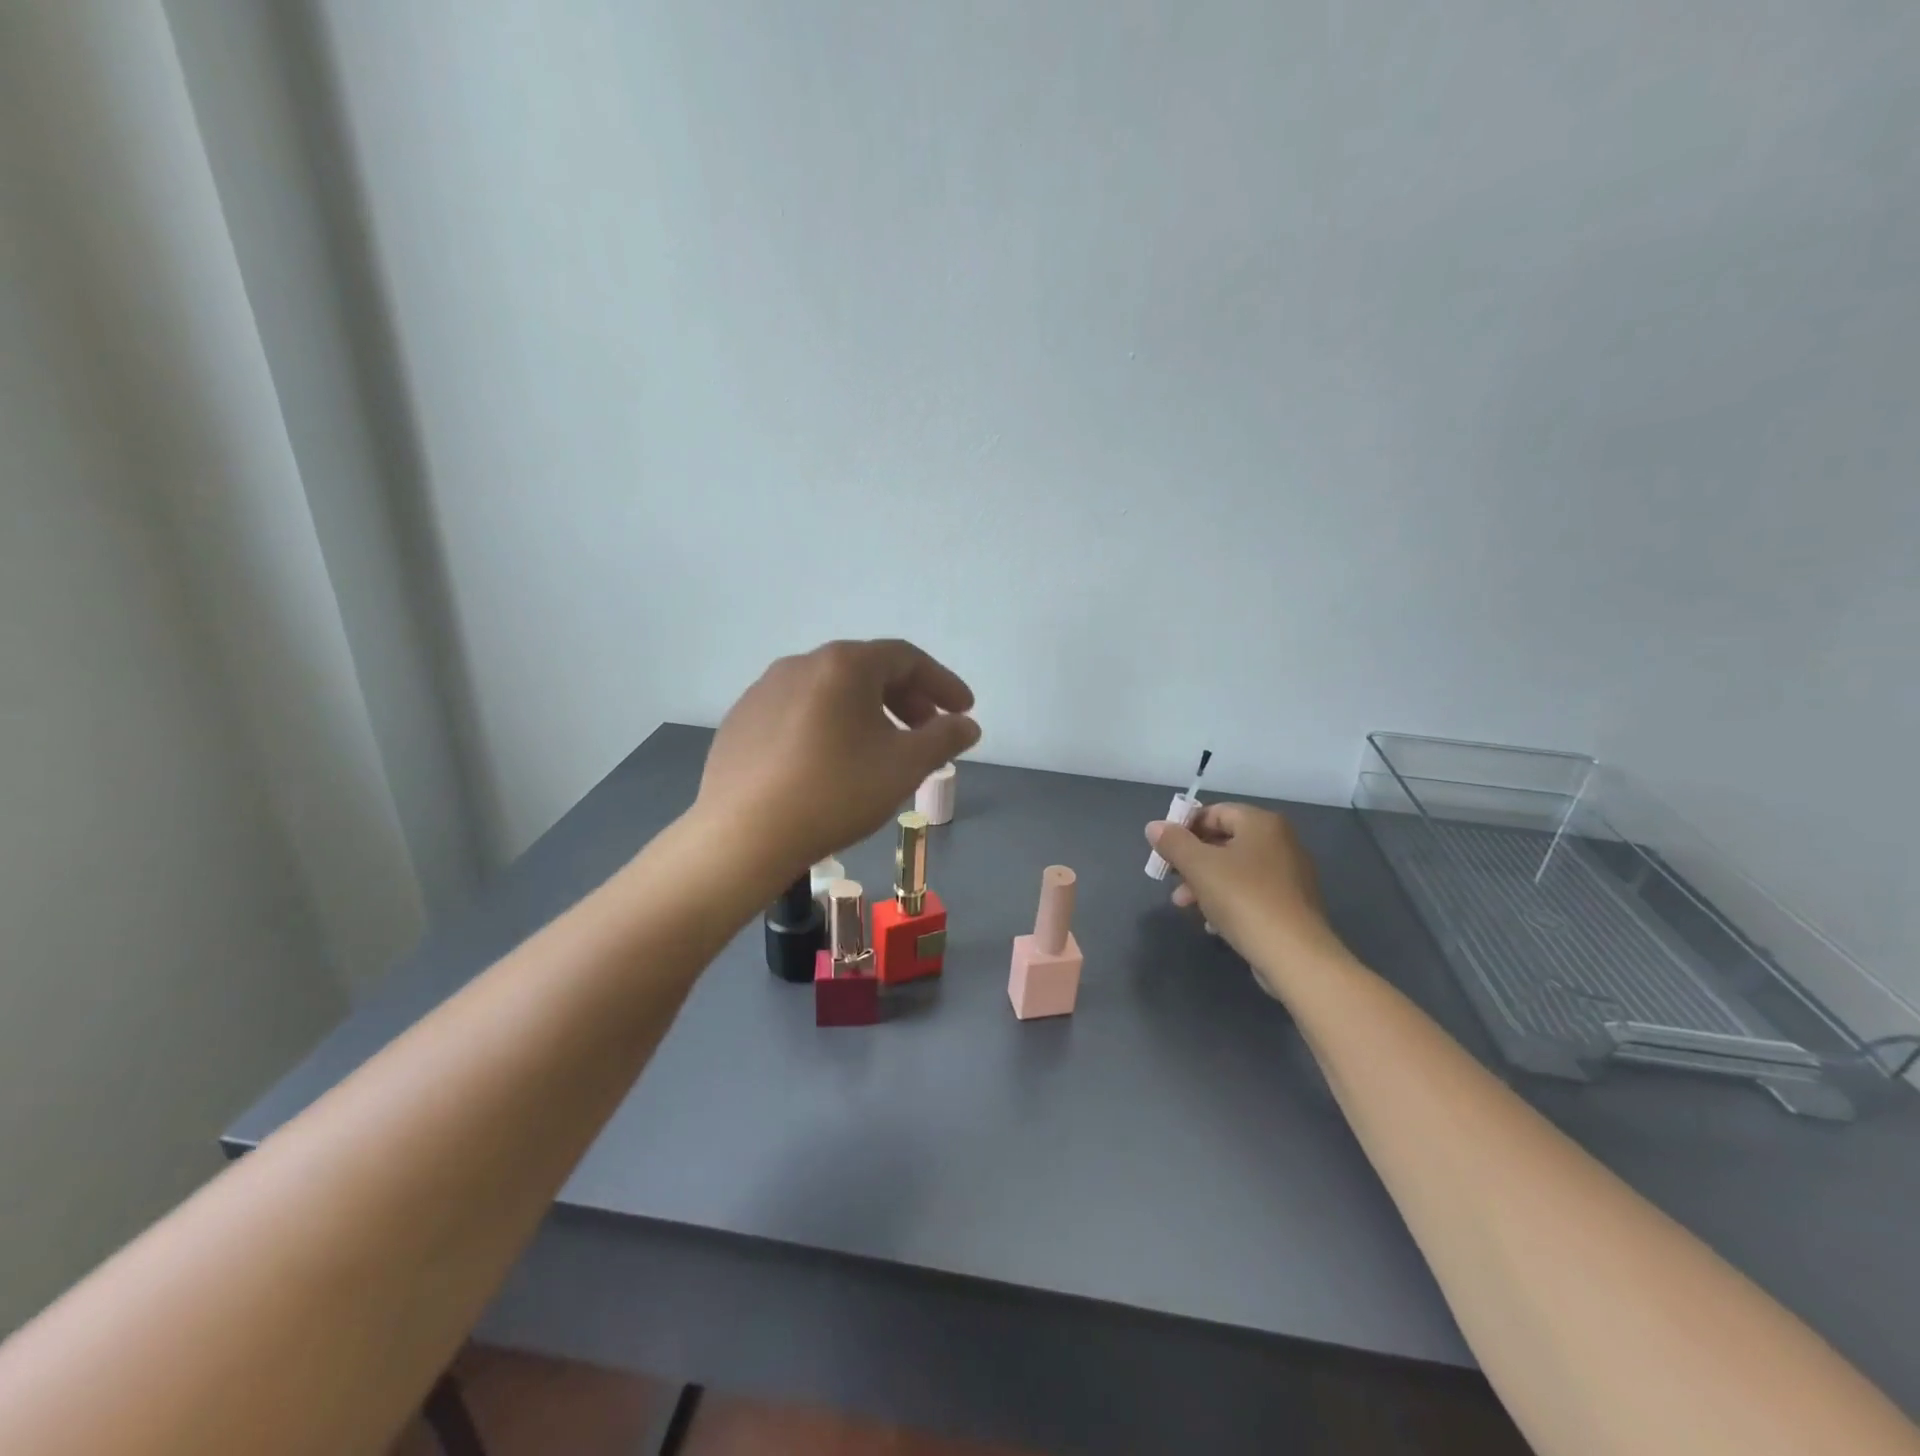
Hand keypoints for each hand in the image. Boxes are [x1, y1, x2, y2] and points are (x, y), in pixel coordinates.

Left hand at [697, 639, 979, 872]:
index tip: (964, 711)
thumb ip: (944, 738)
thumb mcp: (904, 766)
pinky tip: (829, 763)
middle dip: (906, 698)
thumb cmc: (836, 792)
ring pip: (830, 692)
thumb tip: (967, 725)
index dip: (942, 683)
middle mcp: (801, 663)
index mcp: (844, 664)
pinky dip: (828, 726)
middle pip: (867, 670)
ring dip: (866, 712)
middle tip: (926, 732)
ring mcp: (764, 690)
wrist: (743, 835)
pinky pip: (798, 712)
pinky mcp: (741, 720)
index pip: (907, 658)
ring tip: (880, 750)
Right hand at [1145, 803, 1336, 996]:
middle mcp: (1280, 841)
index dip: (1184, 828)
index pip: (1214, 812)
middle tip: (1170, 880)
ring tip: (1185, 905)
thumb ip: (1173, 842)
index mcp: (1261, 824)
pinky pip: (1251, 892)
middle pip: (1223, 841)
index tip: (1163, 851)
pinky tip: (1213, 923)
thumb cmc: (1243, 899)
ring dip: (1205, 884)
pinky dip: (1228, 901)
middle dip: (1192, 861)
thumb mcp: (1199, 867)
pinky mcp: (1291, 904)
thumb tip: (1154, 826)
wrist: (1295, 956)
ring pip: (1235, 870)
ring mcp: (1289, 874)